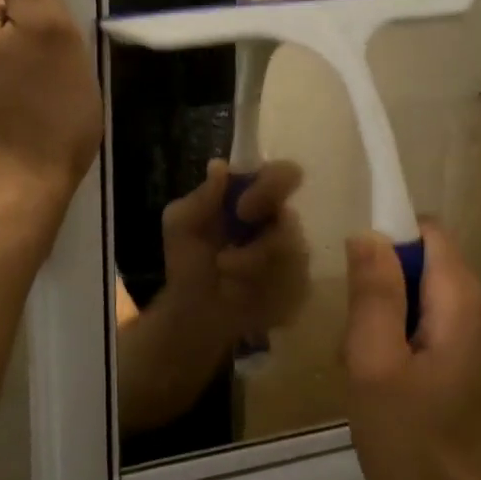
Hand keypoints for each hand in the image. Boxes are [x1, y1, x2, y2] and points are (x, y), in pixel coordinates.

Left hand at [158, 159, 310, 347]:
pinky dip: (262, 289)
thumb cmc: (190, 262)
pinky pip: (294, 284)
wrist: (194, 313)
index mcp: (257, 198)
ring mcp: (295, 256)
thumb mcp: (181, 224)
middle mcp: (281, 223)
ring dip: (250, 266)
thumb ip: (200, 197)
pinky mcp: (299, 288)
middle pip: (292, 220)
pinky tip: (243, 293)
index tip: (242, 206)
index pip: (283, 175)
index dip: (272, 184)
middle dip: (261, 242)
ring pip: (291, 255)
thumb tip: (219, 166)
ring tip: (224, 273)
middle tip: (227, 257)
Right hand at [341, 223, 480, 479]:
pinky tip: (385, 397)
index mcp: (459, 299)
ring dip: (382, 327)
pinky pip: (426, 337)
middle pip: (419, 267)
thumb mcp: (376, 365)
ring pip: (417, 306)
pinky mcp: (468, 374)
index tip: (353, 280)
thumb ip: (373, 294)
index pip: (425, 229)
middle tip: (354, 341)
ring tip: (365, 375)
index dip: (385, 238)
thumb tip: (368, 233)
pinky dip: (398, 352)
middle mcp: (476, 312)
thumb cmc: (418, 444)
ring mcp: (475, 346)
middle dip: (378, 291)